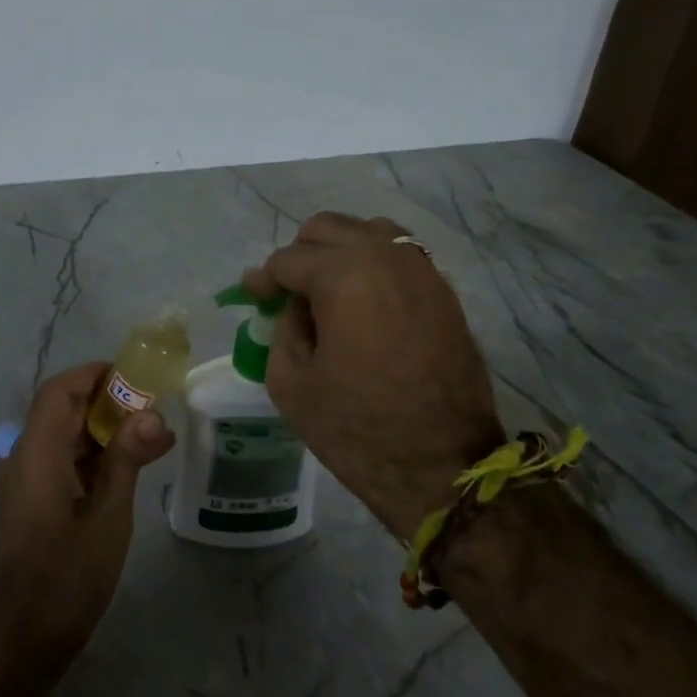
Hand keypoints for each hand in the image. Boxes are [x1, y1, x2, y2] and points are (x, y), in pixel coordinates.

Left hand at [0, 362, 175, 674]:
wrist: (27, 635)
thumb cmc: (68, 576)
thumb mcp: (108, 516)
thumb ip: (127, 460)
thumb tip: (153, 415)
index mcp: (37, 454)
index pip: (58, 391)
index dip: (93, 375)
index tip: (134, 376)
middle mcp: (25, 458)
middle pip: (60, 409)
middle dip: (104, 400)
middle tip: (152, 405)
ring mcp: (26, 479)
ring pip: (62, 434)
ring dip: (101, 427)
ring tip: (149, 432)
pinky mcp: (33, 498)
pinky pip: (61, 458)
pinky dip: (92, 453)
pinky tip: (128, 464)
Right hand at [244, 213, 504, 540]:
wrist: (443, 467)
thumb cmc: (357, 428)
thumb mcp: (290, 382)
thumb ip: (282, 328)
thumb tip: (292, 305)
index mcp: (345, 276)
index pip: (288, 259)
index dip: (263, 279)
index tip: (252, 297)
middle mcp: (387, 258)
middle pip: (328, 229)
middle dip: (299, 255)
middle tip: (286, 293)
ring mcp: (423, 271)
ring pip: (369, 233)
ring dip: (339, 252)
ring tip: (325, 291)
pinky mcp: (444, 293)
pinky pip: (399, 257)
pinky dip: (372, 266)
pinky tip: (361, 301)